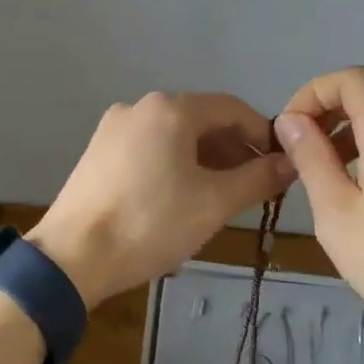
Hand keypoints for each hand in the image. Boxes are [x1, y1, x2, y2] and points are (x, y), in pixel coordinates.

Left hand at [31, 92, 297, 309]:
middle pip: (201, 119)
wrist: (72, 257)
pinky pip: (149, 148)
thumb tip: (291, 163)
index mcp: (171, 109)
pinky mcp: (98, 152)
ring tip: (221, 196)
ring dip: (205, 159)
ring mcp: (114, 128)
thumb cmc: (151, 224)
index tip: (281, 165)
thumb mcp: (214, 203)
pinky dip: (175, 164)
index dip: (263, 134)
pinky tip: (182, 197)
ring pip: (174, 135)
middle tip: (254, 185)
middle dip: (233, 149)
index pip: (232, 108)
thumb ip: (258, 178)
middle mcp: (140, 106)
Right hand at [275, 67, 363, 346]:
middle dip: (331, 102)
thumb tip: (291, 121)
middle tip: (305, 140)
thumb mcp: (338, 218)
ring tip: (327, 163)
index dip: (313, 92)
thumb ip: (312, 161)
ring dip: (353, 119)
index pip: (351, 78)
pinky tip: (363, 180)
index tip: (291, 129)